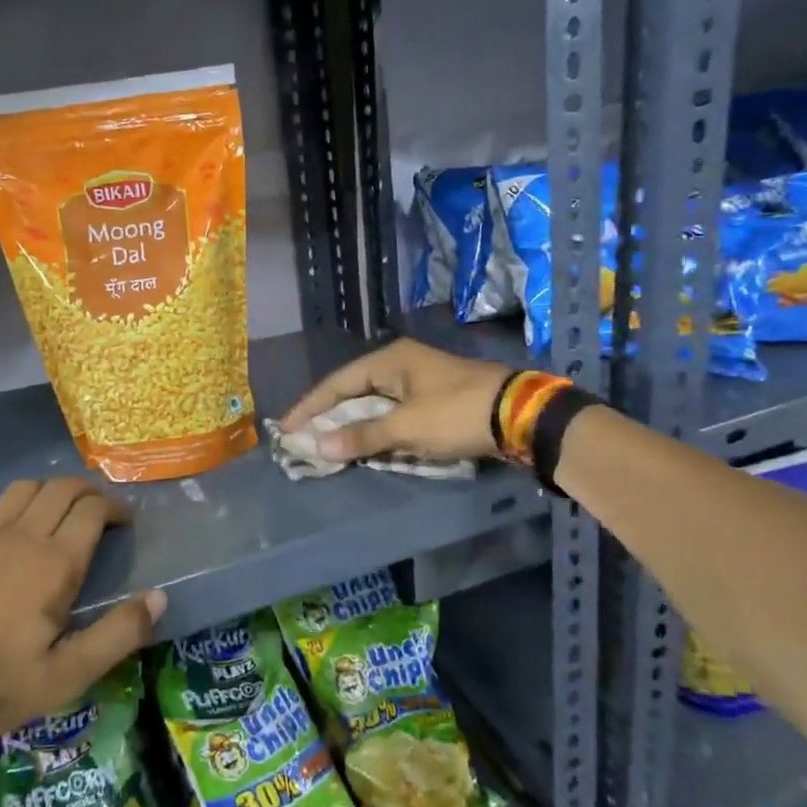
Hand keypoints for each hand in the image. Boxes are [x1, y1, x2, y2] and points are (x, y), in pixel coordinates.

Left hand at [0, 478, 165, 744]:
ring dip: (49, 491)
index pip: (93, 509)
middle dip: (87, 491)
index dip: (115, 508)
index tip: (124, 523)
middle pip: (61, 488)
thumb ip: (118, 635)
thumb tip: (159, 597)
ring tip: (58, 513)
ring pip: (24, 488)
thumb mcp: (65, 676)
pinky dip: (10, 504)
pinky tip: (9, 527)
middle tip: (99, 512)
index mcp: (55, 562)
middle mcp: (21, 536)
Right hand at [281, 338, 513, 463]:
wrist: (520, 415)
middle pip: (353, 390)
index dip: (310, 406)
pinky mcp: (434, 399)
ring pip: (373, 403)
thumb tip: (317, 446)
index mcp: (390, 360)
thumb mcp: (406, 426)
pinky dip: (375, 429)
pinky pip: (393, 413)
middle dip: (328, 416)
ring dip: (352, 424)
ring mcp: (419, 381)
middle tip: (302, 438)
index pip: (337, 382)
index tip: (286, 428)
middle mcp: (401, 364)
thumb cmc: (456, 413)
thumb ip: (361, 436)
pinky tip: (364, 444)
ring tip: (326, 444)